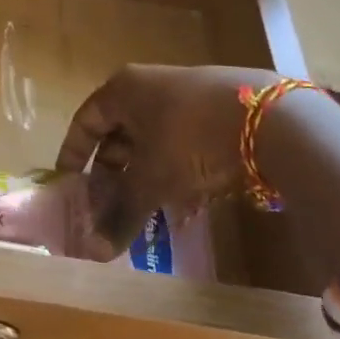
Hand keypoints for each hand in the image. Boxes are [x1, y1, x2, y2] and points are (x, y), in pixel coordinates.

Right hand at [54, 65, 275, 258]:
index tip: (68, 183)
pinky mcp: (216, 110)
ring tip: (145, 210)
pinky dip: (175, 170)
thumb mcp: (151, 180)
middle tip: (108, 205)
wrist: (270, 119)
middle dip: (112, 171)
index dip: (74, 153)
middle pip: (119, 131)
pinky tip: (185, 201)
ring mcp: (185, 95)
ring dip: (144, 175)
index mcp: (122, 90)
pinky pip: (182, 142)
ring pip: (152, 139)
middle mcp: (149, 86)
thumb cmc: (189, 139)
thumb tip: (93, 252)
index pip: (86, 120)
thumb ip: (121, 213)